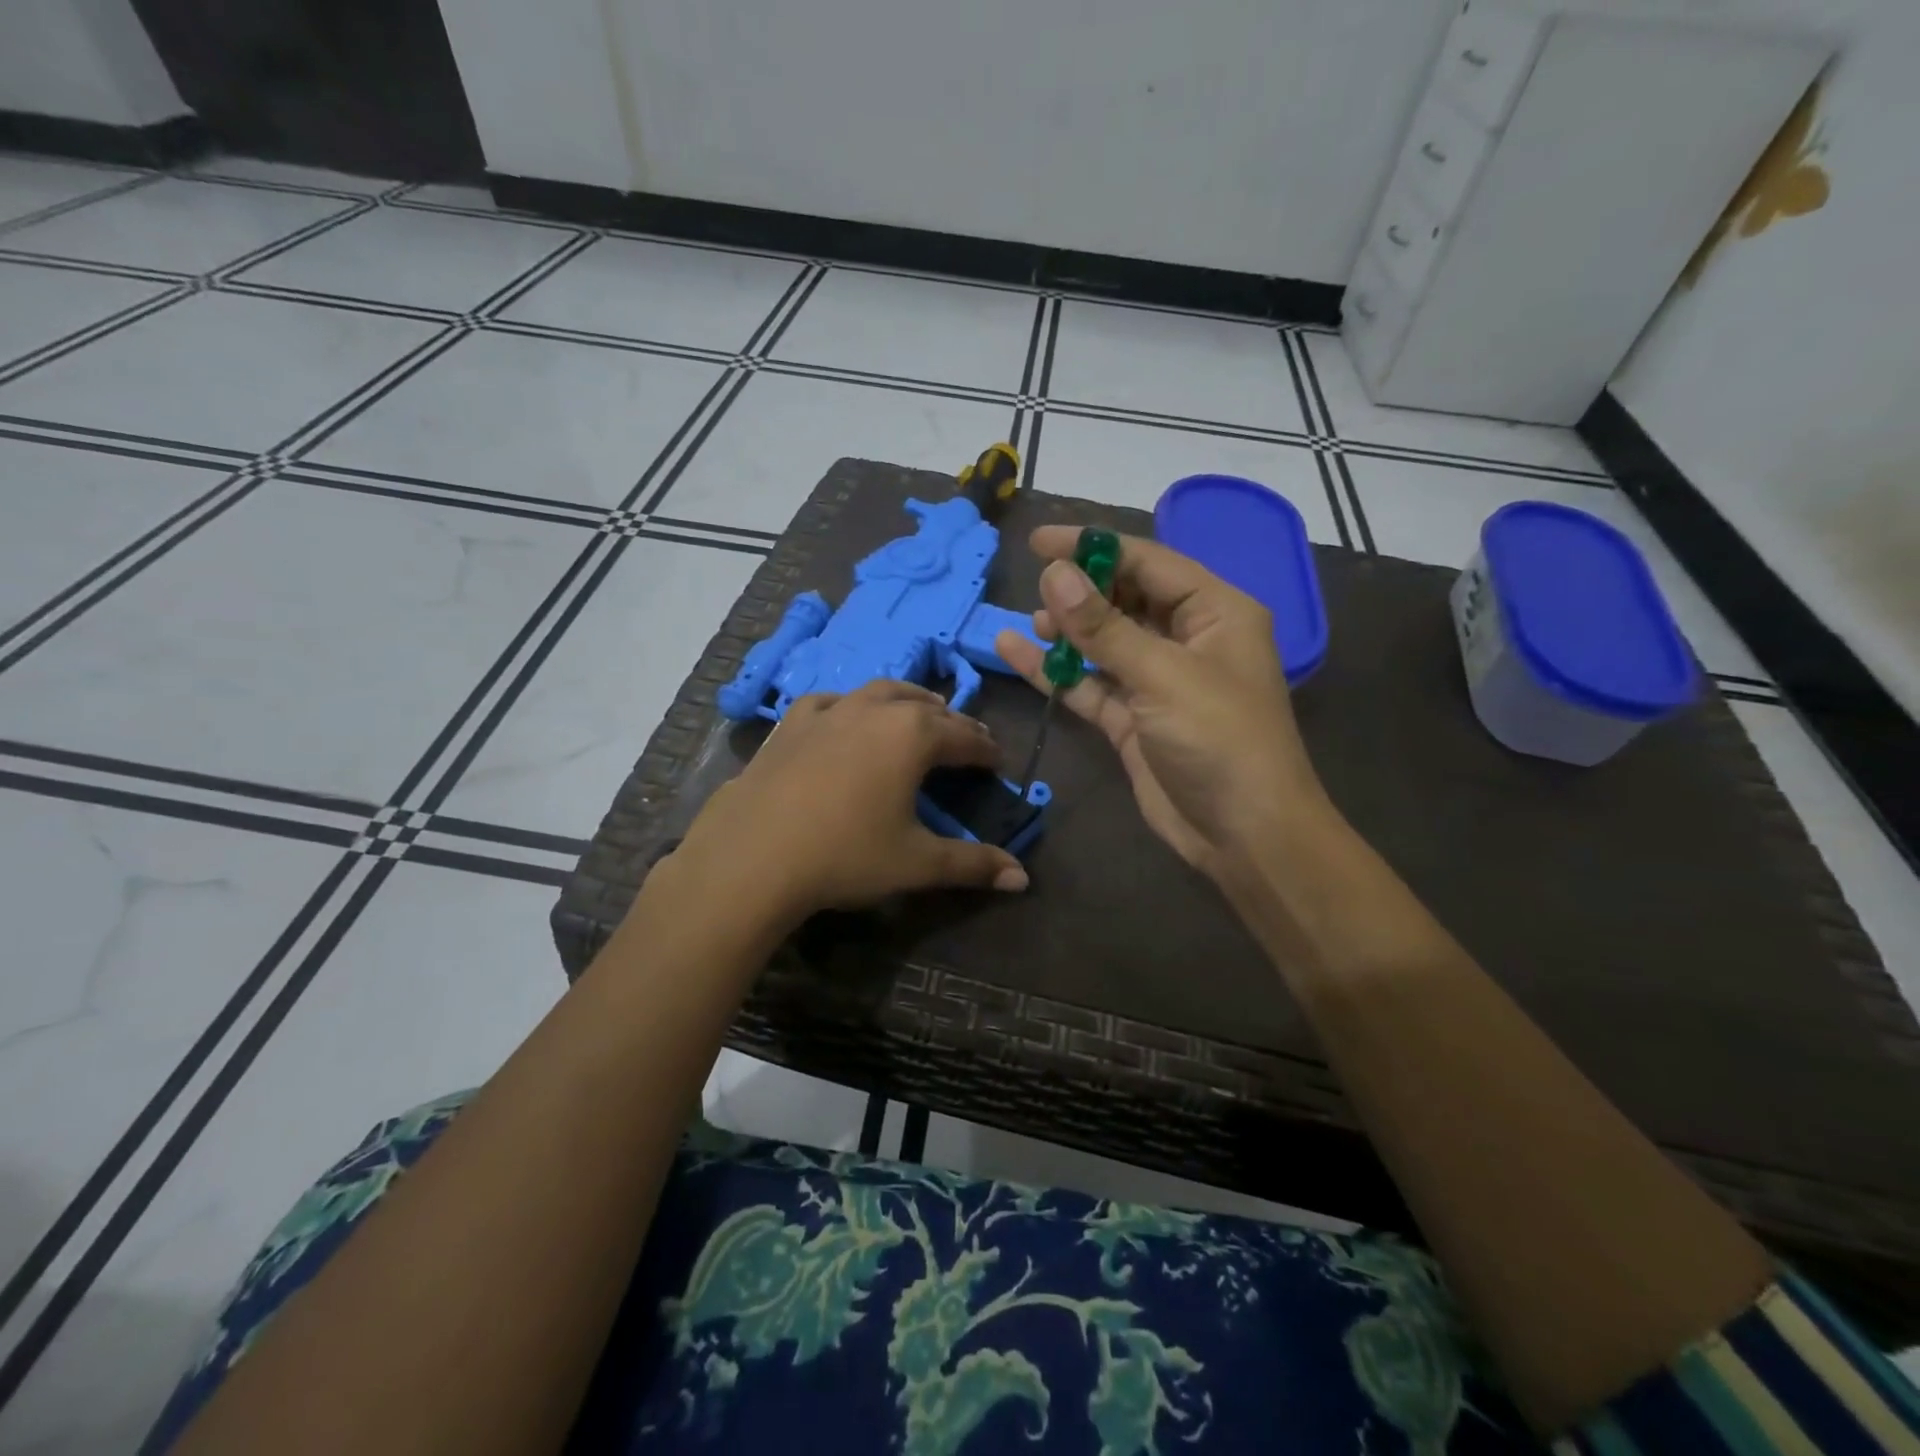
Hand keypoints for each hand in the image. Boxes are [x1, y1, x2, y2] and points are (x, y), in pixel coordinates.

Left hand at [671, 680, 1029, 922]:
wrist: (753, 855)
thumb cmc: (846, 855)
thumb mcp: (917, 862)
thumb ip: (973, 864)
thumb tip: (1022, 879)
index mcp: (913, 736)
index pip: (965, 737)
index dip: (986, 750)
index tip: (998, 761)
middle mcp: (875, 710)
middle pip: (927, 708)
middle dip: (953, 722)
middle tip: (967, 739)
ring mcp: (830, 711)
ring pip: (881, 692)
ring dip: (908, 702)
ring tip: (920, 713)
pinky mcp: (792, 723)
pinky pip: (833, 701)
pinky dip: (853, 705)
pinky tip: (849, 716)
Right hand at [994, 527, 1332, 878]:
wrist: (1243, 835)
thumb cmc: (1219, 740)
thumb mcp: (1162, 676)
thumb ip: (1104, 626)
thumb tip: (1055, 573)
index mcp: (1215, 612)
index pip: (1148, 562)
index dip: (1094, 547)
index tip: (1040, 541)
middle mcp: (1187, 639)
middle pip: (1125, 598)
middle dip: (1081, 591)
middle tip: (1036, 587)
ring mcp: (1157, 681)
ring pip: (1104, 642)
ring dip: (1067, 631)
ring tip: (1032, 620)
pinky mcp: (1133, 718)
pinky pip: (1090, 684)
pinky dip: (1057, 673)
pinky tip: (1016, 652)